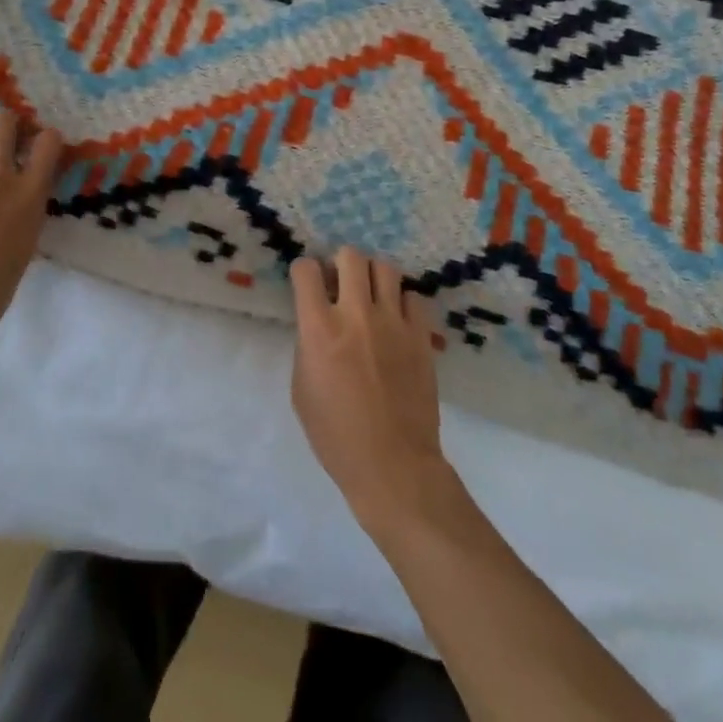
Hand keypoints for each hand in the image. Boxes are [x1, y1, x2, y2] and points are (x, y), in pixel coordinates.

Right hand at [289, 248, 449, 535]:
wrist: (393, 466)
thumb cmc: (336, 435)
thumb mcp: (301, 389)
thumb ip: (307, 345)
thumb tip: (317, 322)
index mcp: (319, 329)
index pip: (307, 270)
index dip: (304, 271)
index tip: (307, 284)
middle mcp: (356, 315)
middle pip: (350, 256)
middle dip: (340, 263)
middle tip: (340, 284)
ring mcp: (393, 323)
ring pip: (385, 268)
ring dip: (372, 277)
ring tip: (370, 296)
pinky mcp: (421, 336)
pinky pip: (412, 297)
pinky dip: (401, 302)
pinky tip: (396, 321)